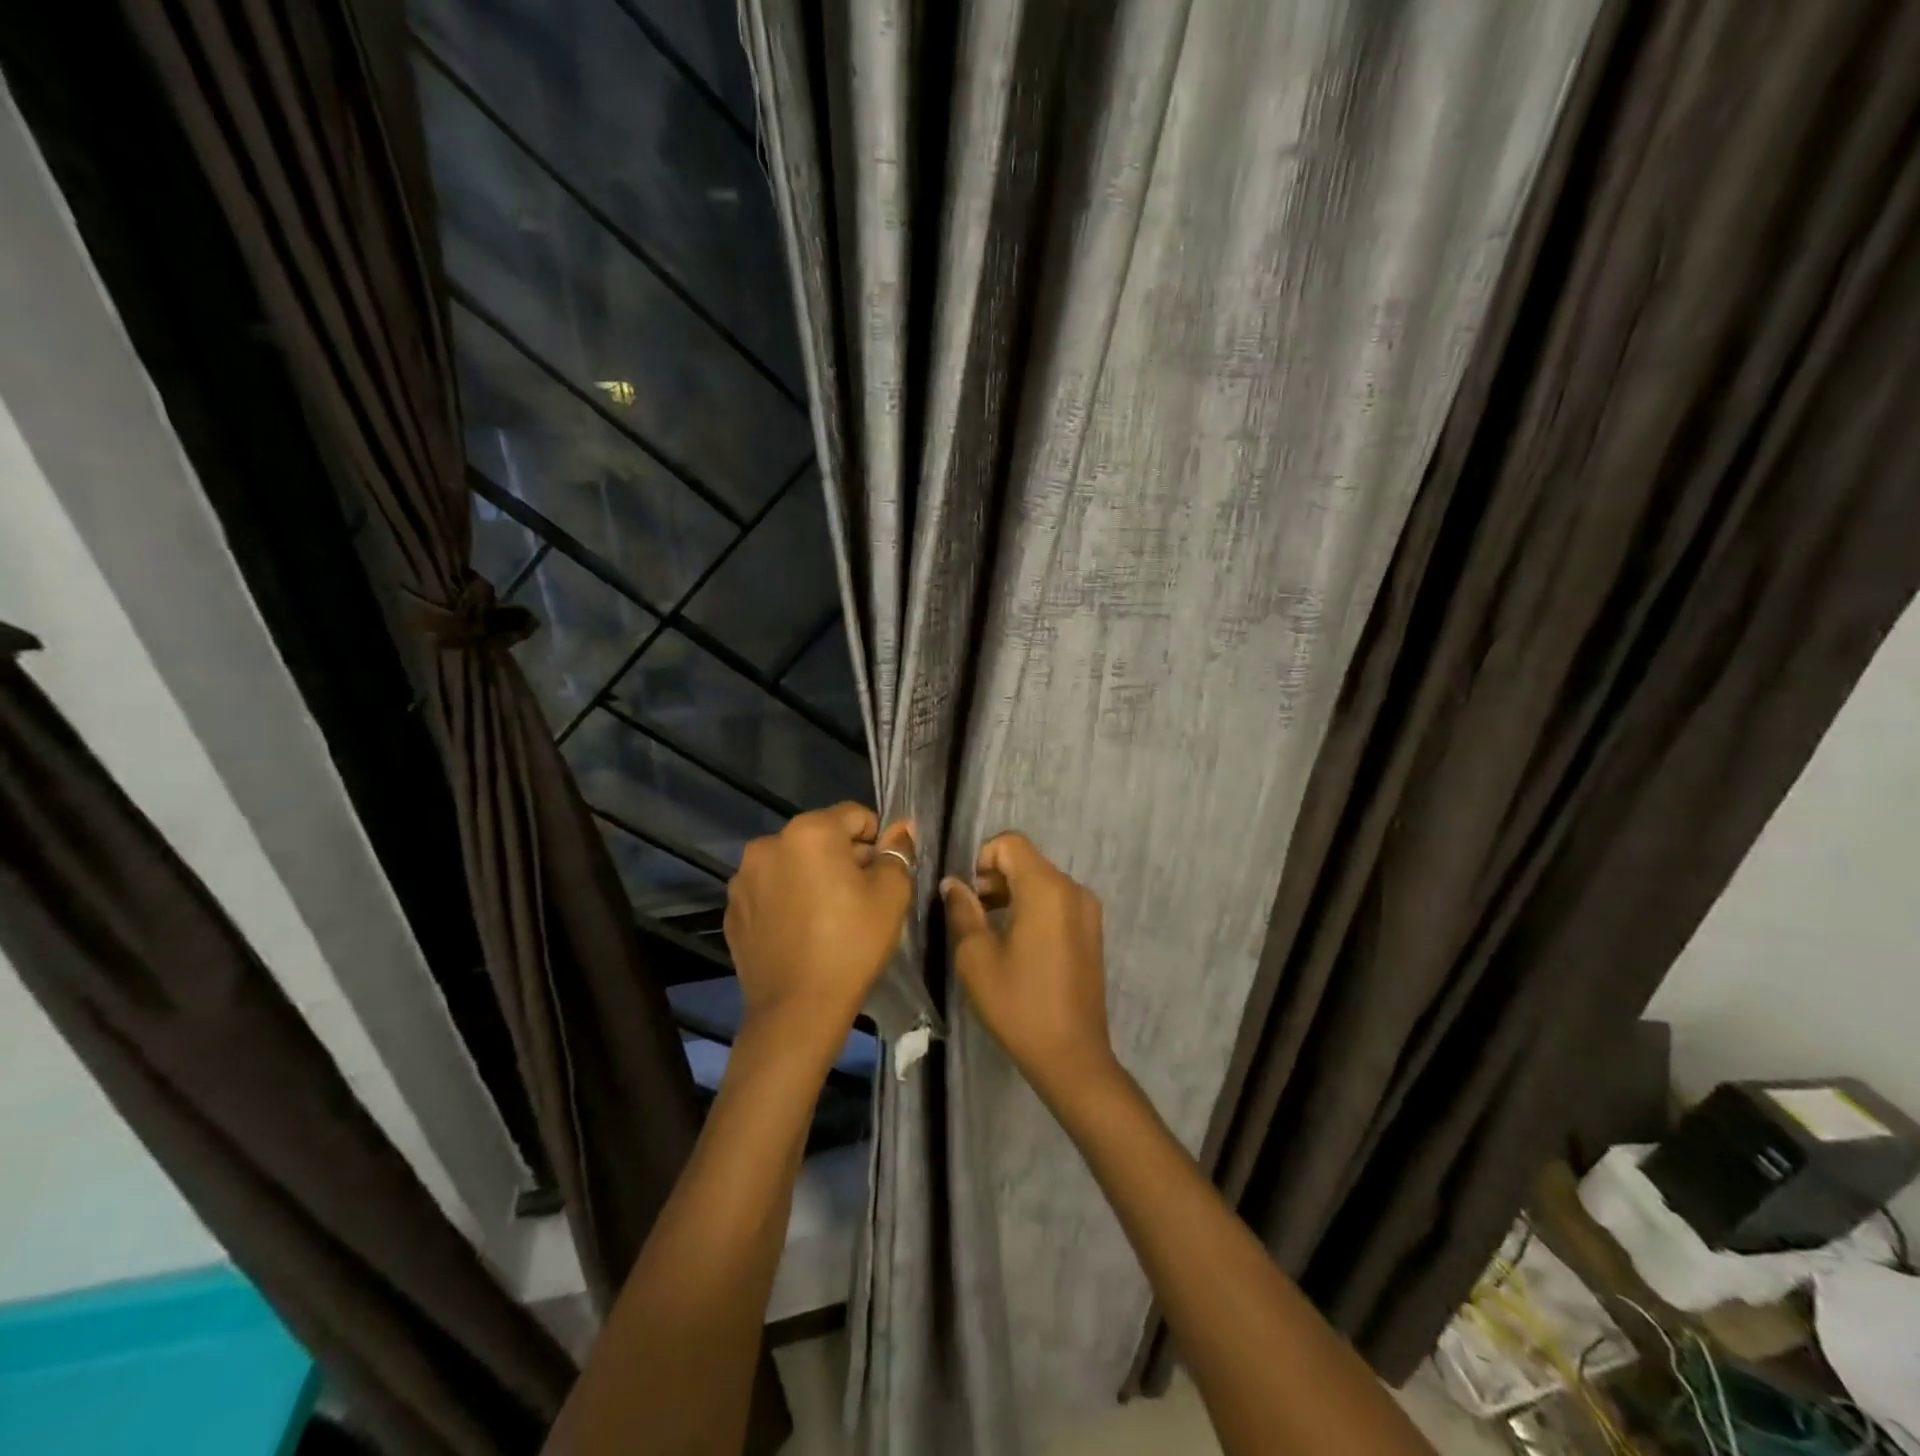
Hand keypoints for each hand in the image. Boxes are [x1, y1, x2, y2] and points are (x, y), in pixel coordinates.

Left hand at [724, 804, 914, 1055]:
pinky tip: (800, 932)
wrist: (797, 1010)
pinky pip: (769, 891)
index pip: (855, 815)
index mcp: (810, 831)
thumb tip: (902, 828)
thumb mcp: (890, 895)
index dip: (877, 840)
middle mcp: (769, 843)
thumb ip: (897, 852)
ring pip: (792, 863)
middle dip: (843, 858)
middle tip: (860, 898)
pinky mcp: (732, 909)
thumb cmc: (852, 944)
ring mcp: (744, 878)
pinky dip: (787, 900)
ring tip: (827, 917)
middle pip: (820, 837)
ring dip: (812, 877)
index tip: (883, 874)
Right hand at [941, 832, 1116, 1104]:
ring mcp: (1087, 910)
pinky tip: (1018, 944)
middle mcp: (1072, 889)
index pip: (1010, 843)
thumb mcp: (976, 957)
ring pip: (1041, 880)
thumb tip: (953, 883)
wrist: (1072, 1055)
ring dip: (1012, 892)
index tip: (969, 896)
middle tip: (974, 915)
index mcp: (1046, 888)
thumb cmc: (1018, 1004)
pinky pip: (1057, 900)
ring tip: (992, 931)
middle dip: (995, 877)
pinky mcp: (1091, 930)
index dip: (981, 860)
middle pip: (1027, 860)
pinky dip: (1033, 907)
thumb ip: (962, 910)